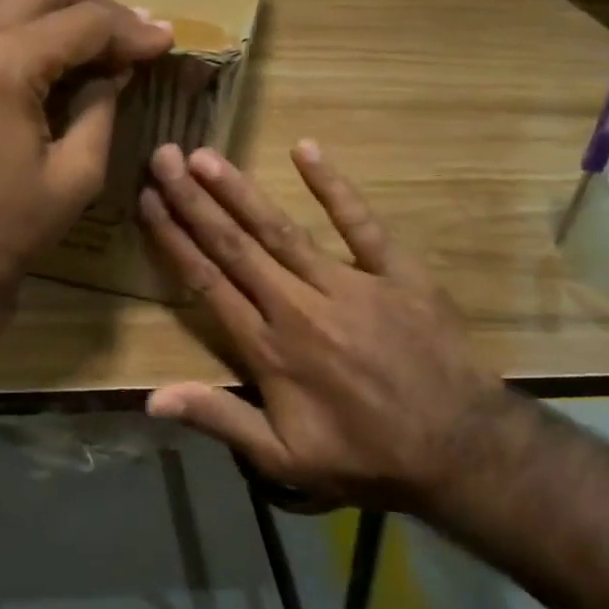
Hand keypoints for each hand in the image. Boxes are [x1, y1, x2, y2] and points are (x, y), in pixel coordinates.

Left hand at [0, 0, 173, 327]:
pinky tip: (48, 51)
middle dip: (96, 3)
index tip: (166, 40)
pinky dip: (21, 17)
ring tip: (91, 39)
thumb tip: (116, 68)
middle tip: (130, 39)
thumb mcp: (77, 174)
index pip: (83, 22)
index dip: (131, 29)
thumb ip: (101, 107)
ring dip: (55, 3)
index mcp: (3, 65)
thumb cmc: (9, 229)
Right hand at [138, 140, 508, 511]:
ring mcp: (349, 284)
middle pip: (236, 245)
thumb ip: (219, 419)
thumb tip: (151, 399)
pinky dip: (333, 186)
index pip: (208, 282)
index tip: (148, 202)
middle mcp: (299, 306)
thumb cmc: (364, 458)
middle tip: (163, 157)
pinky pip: (361, 223)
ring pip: (281, 229)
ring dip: (240, 191)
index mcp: (269, 348)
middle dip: (194, 200)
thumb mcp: (284, 458)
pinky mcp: (396, 273)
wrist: (461, 451)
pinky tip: (305, 149)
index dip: (174, 240)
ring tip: (206, 155)